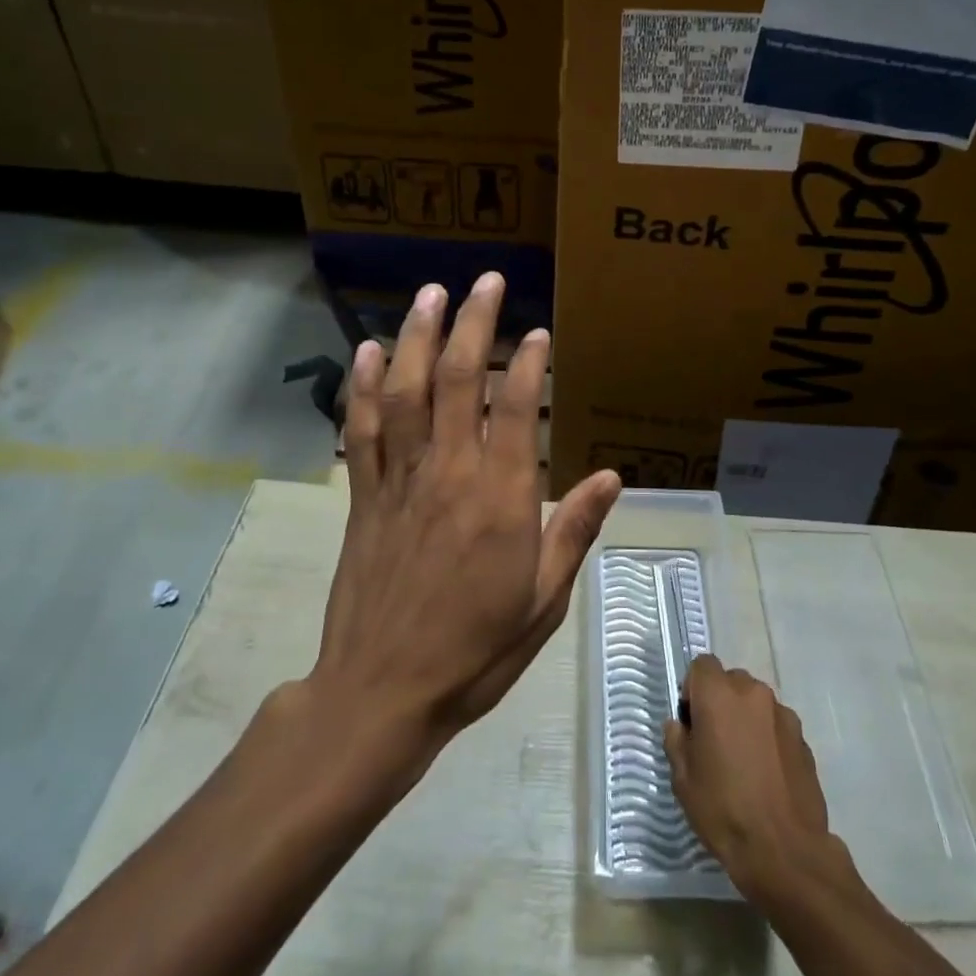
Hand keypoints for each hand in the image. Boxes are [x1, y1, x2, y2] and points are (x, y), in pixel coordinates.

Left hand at [312, 272, 621, 755]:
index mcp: (500, 499)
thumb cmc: (474, 651)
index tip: (538, 331)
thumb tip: (613, 477)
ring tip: (431, 292)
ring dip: (419, 337)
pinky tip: (367, 350)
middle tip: (486, 281)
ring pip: (407, 391)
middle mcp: (449, 474)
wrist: (381, 694)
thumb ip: (574, 530)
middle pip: (460, 381)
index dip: (529, 362)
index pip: (515, 408)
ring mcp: (400, 480)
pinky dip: (363, 387)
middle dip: (474, 324)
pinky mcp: (363, 496)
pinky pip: (362, 430)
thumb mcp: (543, 601)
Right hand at [666, 655, 838, 901]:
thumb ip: (676, 741)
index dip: (693, 688)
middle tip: (716, 743)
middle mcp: (752, 692)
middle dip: (721, 703)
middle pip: (730, 681)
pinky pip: (776, 725)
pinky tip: (767, 775)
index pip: (701, 665)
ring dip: (746, 719)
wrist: (785, 852)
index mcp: (718, 695)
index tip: (692, 721)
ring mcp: (782, 713)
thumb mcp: (683, 780)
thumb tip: (680, 726)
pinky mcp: (803, 738)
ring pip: (755, 703)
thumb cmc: (724, 811)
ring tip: (744, 762)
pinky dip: (768, 738)